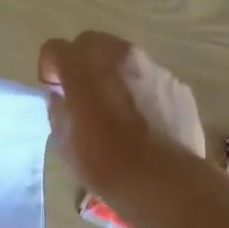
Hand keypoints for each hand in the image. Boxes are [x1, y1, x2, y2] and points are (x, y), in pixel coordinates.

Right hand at [38, 32, 204, 200]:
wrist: (167, 184)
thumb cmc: (108, 164)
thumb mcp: (66, 143)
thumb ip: (59, 110)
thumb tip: (62, 98)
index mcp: (85, 67)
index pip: (55, 48)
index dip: (50, 67)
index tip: (55, 89)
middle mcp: (120, 56)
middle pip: (91, 43)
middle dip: (82, 62)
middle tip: (84, 93)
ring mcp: (154, 68)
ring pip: (125, 59)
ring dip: (114, 74)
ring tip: (119, 108)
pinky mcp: (178, 85)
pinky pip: (151, 78)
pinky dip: (142, 90)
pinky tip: (146, 121)